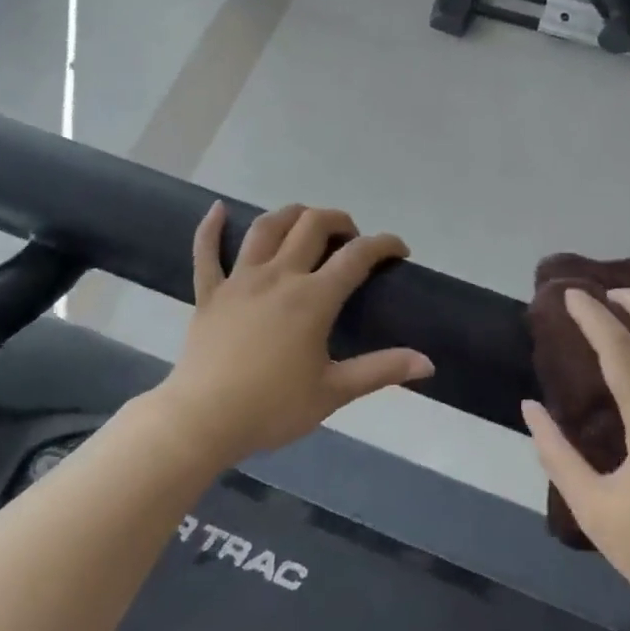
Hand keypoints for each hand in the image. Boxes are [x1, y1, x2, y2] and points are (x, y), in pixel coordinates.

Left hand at [158, 203, 433, 465]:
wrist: (202, 421)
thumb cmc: (271, 408)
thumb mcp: (333, 392)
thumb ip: (380, 371)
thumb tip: (427, 363)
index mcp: (313, 298)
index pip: (357, 256)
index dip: (384, 244)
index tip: (399, 250)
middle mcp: (279, 276)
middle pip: (312, 225)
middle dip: (339, 221)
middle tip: (351, 239)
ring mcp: (240, 280)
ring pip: (267, 228)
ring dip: (291, 215)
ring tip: (305, 221)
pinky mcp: (209, 293)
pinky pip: (206, 251)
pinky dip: (211, 228)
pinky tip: (217, 209)